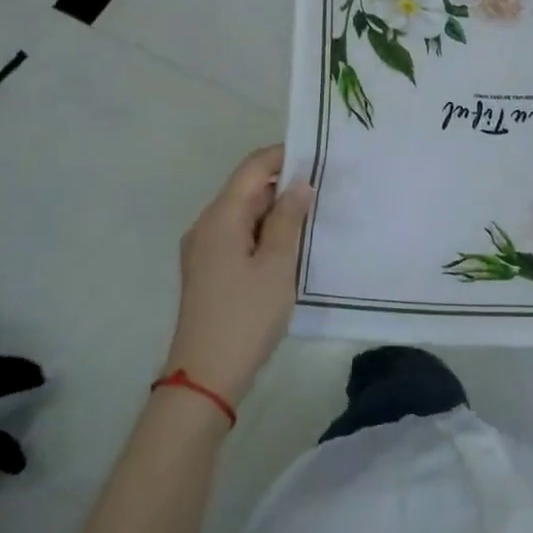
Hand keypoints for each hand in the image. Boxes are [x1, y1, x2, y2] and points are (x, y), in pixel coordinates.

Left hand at [163, 145, 312, 407]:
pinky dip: (266, 231)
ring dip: (277, 210)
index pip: (253, 168)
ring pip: (245, 213)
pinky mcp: (210, 269)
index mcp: (220, 218)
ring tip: (316, 214)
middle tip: (327, 187)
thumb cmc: (246, 316)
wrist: (206, 377)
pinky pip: (240, 234)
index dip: (284, 155)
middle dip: (285, 183)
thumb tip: (300, 184)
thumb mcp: (277, 265)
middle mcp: (206, 225)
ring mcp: (205, 249)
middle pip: (247, 188)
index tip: (320, 156)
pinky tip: (292, 243)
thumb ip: (289, 219)